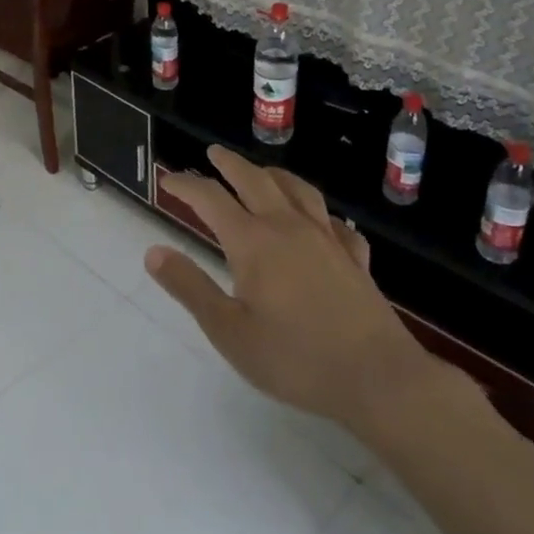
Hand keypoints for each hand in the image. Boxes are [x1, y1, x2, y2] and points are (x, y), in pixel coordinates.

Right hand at [147, 147, 436, 434]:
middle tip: (213, 154)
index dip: (186, 185)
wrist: (380, 380)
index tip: (168, 179)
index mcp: (252, 242)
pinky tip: (321, 223)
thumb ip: (190, 287)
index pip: (210, 199)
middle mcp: (288, 228)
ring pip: (298, 190)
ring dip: (274, 174)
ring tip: (262, 172)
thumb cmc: (295, 359)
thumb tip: (153, 252)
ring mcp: (327, 240)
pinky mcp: (355, 259)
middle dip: (230, 164)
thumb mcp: (228, 331)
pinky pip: (336, 223)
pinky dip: (321, 214)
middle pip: (254, 180)